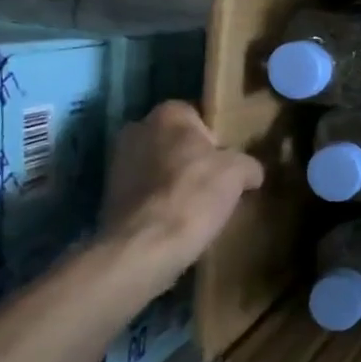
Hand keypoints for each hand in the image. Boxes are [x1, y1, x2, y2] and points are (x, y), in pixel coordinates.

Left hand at [102, 101, 263, 282]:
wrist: (144, 247)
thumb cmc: (193, 195)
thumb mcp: (239, 173)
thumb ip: (249, 164)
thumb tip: (251, 173)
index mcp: (167, 114)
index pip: (198, 115)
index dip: (217, 137)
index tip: (230, 160)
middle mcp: (136, 130)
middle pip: (176, 141)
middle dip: (194, 157)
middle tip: (218, 181)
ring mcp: (117, 164)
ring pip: (159, 166)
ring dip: (175, 180)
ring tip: (200, 204)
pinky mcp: (109, 196)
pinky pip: (146, 191)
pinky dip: (160, 201)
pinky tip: (179, 219)